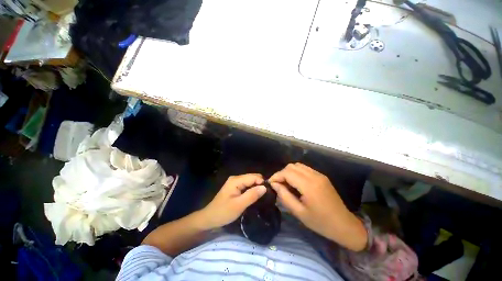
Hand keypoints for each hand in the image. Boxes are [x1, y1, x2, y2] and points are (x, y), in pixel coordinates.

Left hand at [199, 174, 266, 229]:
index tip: (269, 192)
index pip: (254, 176)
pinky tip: (255, 196)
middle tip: (266, 196)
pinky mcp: (235, 187)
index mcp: (236, 180)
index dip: (262, 182)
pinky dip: (252, 189)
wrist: (209, 218)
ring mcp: (235, 182)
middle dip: (260, 184)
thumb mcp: (239, 205)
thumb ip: (252, 195)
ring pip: (250, 181)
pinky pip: (247, 185)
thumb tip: (264, 187)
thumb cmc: (223, 212)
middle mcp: (236, 178)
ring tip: (262, 197)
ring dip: (256, 187)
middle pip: (252, 177)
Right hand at [269, 163, 367, 250]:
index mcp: (309, 185)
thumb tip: (274, 185)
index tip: (271, 184)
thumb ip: (284, 196)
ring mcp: (319, 174)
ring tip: (286, 183)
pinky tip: (296, 183)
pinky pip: (305, 169)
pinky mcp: (322, 176)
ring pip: (298, 165)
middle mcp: (314, 176)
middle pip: (292, 166)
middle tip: (278, 185)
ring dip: (289, 172)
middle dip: (282, 173)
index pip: (287, 172)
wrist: (344, 225)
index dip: (276, 176)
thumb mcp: (299, 212)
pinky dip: (297, 173)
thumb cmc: (320, 222)